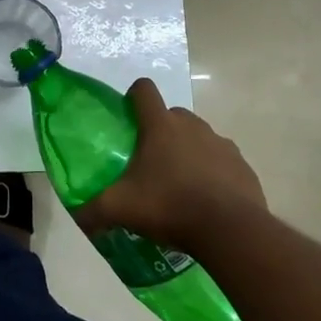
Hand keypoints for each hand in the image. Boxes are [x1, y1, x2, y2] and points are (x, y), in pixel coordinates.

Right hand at [73, 79, 265, 249]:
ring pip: (199, 137)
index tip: (127, 118)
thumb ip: (93, 210)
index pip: (144, 89)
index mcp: (161, 125)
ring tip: (179, 185)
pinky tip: (206, 200)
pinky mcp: (242, 165)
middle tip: (150, 162)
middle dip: (160, 131)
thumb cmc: (170, 206)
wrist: (231, 230)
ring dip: (188, 152)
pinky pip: (222, 161)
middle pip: (172, 115)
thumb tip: (78, 216)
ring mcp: (221, 143)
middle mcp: (192, 125)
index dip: (133, 97)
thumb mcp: (121, 209)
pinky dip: (213, 173)